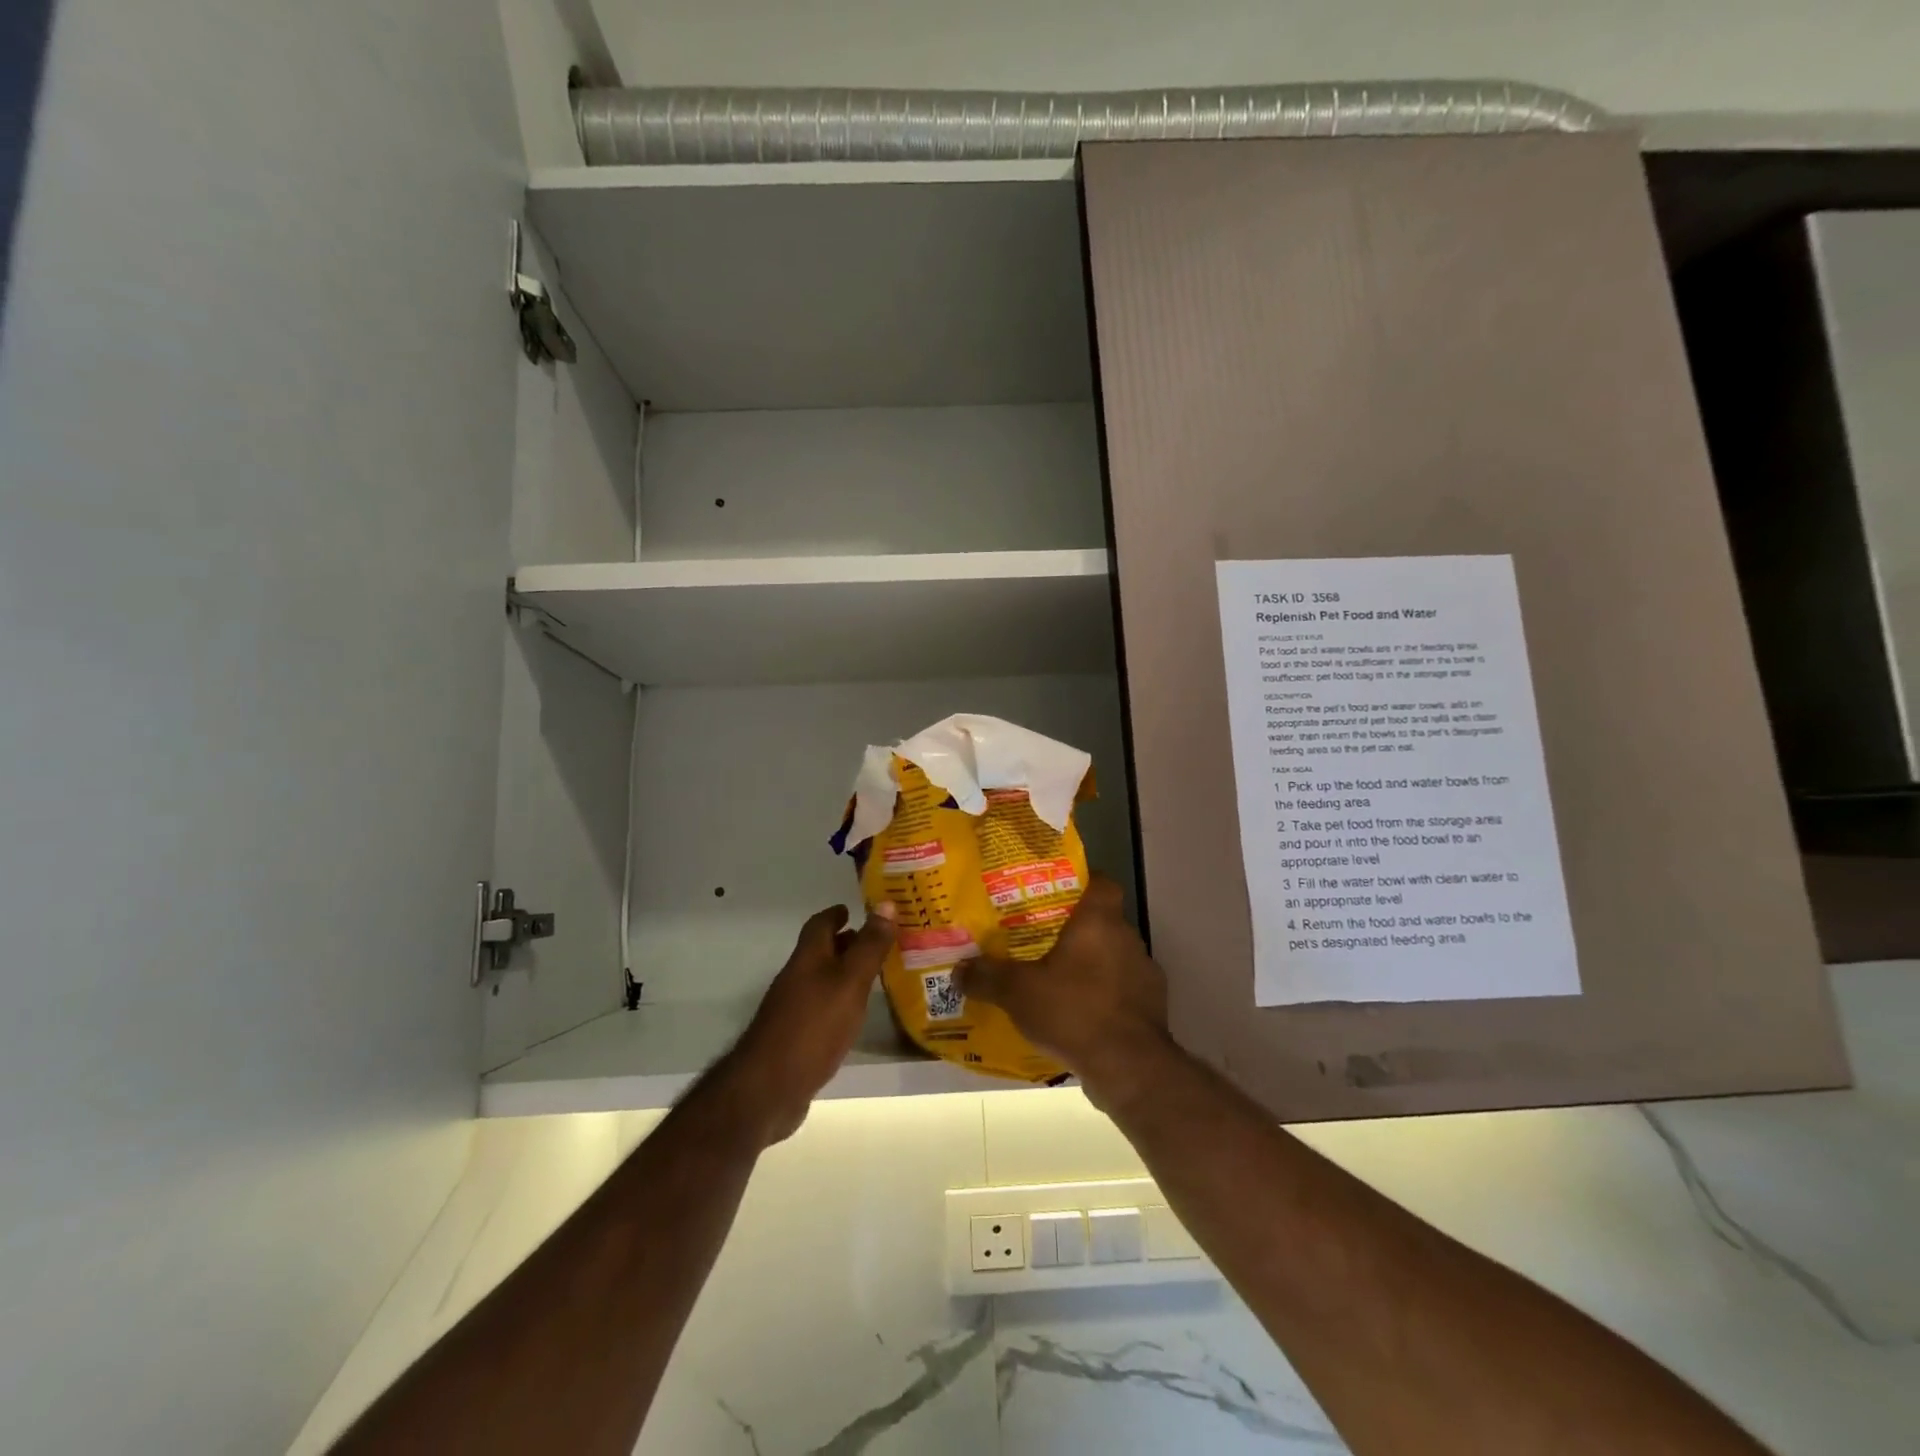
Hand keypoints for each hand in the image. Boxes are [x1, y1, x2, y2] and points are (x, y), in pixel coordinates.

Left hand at [724, 902, 895, 1143]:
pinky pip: (821, 1008)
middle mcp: (796, 979)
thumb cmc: (814, 1026)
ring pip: (821, 980)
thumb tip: (887, 904)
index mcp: (808, 958)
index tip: (854, 909)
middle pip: (820, 952)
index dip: (836, 914)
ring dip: (844, 973)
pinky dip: (839, 1002)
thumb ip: (870, 946)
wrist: (768, 1089)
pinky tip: (855, 1017)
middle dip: (845, 943)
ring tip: (875, 976)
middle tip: (876, 941)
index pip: (820, 924)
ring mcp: (792, 1010)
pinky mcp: (795, 1039)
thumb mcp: (850, 982)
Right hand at [956, 874, 1173, 1110]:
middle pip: (1103, 921)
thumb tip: (958, 970)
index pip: (1102, 882)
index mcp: (1099, 921)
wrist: (1129, 1066)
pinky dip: (1105, 995)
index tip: (1057, 893)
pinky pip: (1123, 989)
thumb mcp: (1018, 992)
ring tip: (1059, 980)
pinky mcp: (1151, 1005)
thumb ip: (987, 977)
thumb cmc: (1073, 1010)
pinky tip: (1081, 1014)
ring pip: (1114, 956)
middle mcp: (1127, 938)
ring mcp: (1144, 972)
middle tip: (1044, 939)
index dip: (1083, 882)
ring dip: (1092, 964)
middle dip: (1077, 929)